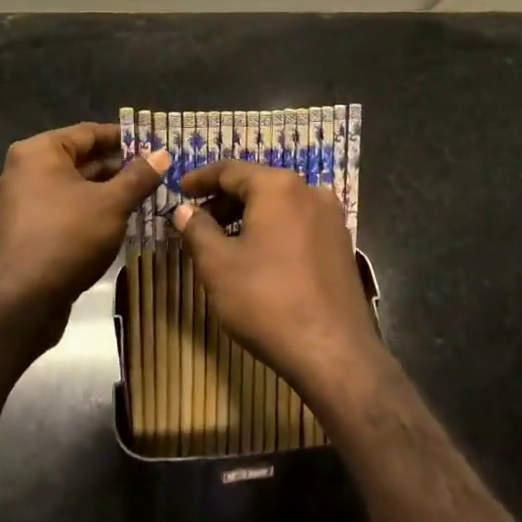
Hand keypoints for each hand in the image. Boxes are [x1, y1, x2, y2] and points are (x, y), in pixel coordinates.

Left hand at [0, 123, 169, 341]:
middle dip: (117, 168)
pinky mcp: (21, 234)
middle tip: (154, 174)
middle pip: (79, 160)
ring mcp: (18, 204)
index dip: (124, 138)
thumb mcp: (112, 204)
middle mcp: (22, 171)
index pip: (89, 132)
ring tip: (143, 199)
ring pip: (71, 189)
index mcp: (39, 152)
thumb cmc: (67, 238)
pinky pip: (60, 212)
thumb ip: (138, 176)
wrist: (19, 304)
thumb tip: (162, 154)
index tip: (154, 144)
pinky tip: (115, 224)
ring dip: (105, 193)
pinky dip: (86, 213)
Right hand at [173, 159, 382, 405]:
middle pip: (258, 185)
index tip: (180, 190)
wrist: (333, 351)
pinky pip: (298, 224)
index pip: (231, 170)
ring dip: (248, 217)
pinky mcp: (341, 244)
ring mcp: (331, 218)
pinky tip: (257, 257)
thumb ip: (197, 230)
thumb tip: (184, 210)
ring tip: (223, 242)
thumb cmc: (266, 300)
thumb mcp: (218, 265)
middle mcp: (309, 191)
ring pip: (279, 205)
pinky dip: (272, 230)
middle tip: (197, 221)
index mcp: (278, 186)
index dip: (201, 178)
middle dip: (224, 201)